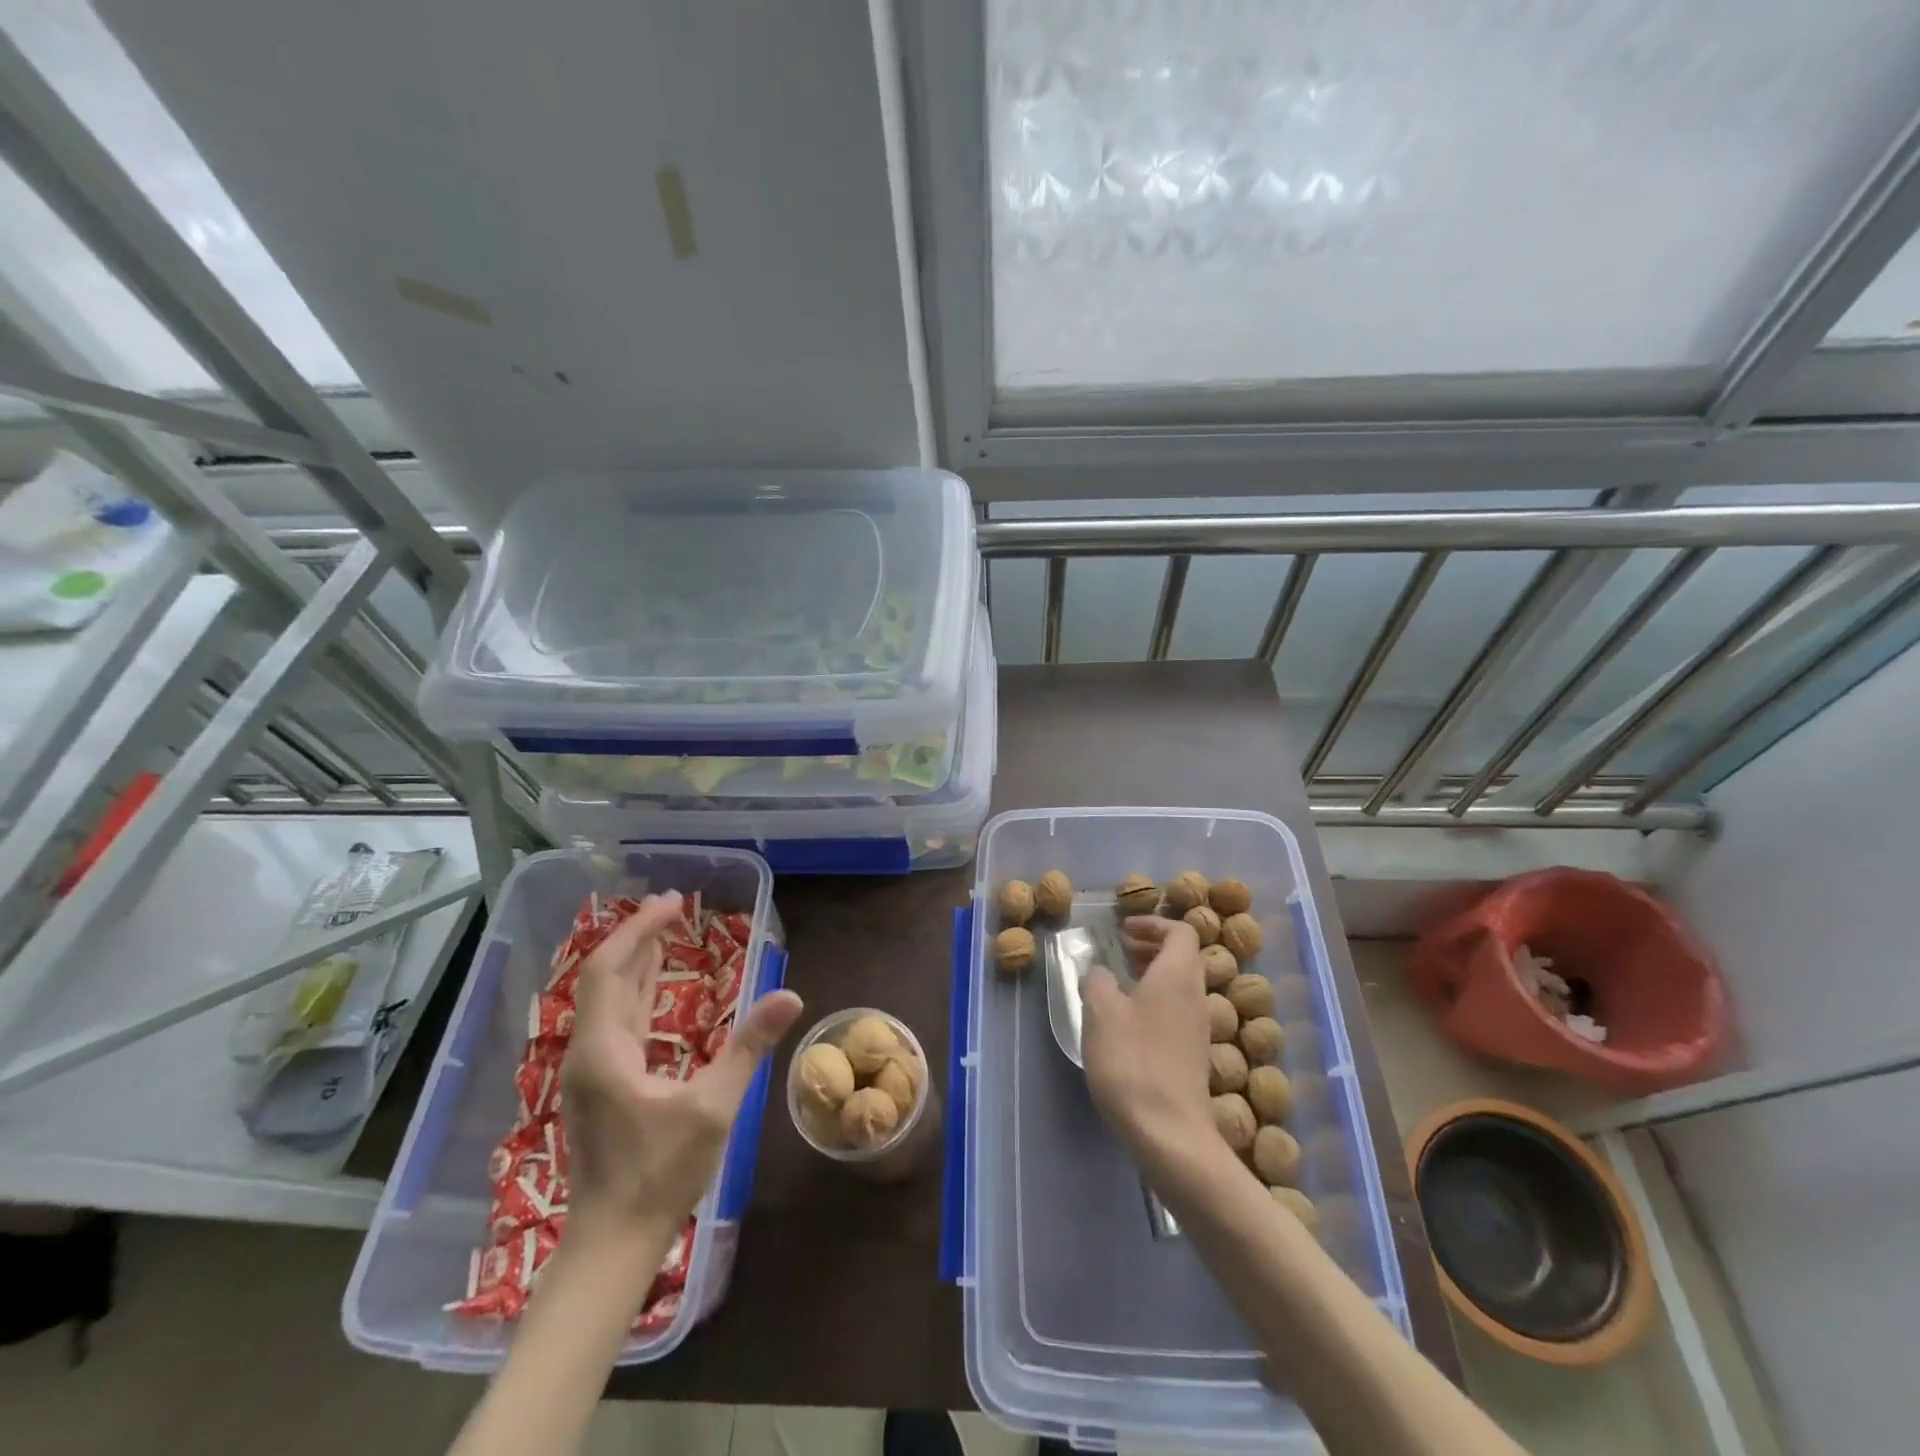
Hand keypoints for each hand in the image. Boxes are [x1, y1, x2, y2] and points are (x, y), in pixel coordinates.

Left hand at [561, 891, 802, 1239]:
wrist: (611, 1244)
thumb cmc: (660, 1175)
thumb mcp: (713, 1108)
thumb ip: (748, 1048)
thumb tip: (789, 995)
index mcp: (604, 1050)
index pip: (611, 970)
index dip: (639, 930)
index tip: (672, 903)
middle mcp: (588, 1052)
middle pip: (604, 978)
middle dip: (636, 937)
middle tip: (672, 906)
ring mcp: (590, 1071)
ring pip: (607, 1000)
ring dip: (635, 962)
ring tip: (665, 932)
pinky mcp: (599, 1086)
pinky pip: (615, 1021)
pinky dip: (636, 992)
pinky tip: (654, 987)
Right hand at [1080, 916, 1214, 1183]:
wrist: (1169, 1132)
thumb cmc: (1132, 1061)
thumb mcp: (1100, 1012)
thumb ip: (1098, 981)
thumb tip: (1101, 972)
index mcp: (1178, 975)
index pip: (1181, 931)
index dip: (1153, 923)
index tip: (1124, 930)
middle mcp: (1196, 996)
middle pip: (1184, 957)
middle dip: (1152, 947)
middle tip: (1121, 951)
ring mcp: (1199, 1029)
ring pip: (1182, 986)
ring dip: (1154, 975)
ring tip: (1120, 984)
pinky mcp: (1194, 1056)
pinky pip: (1179, 1012)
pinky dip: (1157, 1002)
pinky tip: (1129, 1023)